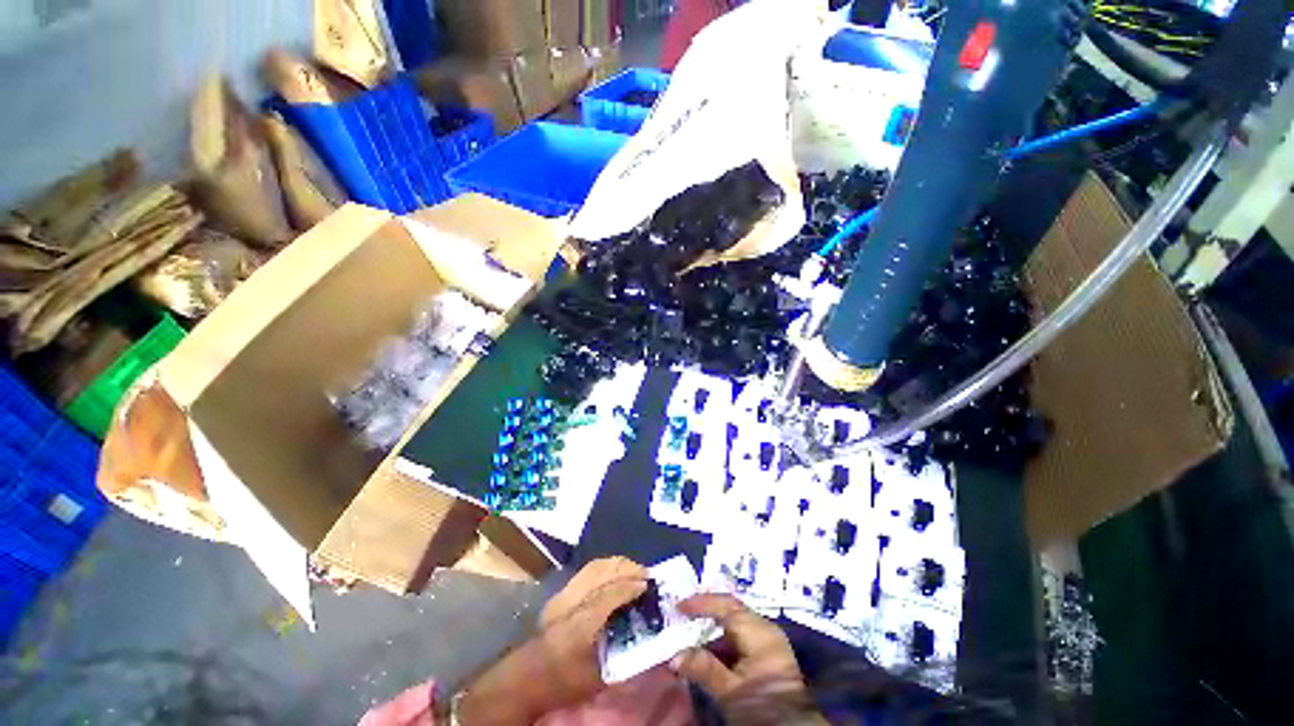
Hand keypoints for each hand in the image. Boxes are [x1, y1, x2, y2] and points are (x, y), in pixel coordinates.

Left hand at [455, 558, 648, 724]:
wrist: (525, 677)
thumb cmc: (562, 682)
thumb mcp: (595, 679)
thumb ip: (622, 659)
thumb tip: (649, 647)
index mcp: (579, 624)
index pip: (609, 594)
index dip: (630, 586)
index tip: (648, 586)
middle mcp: (571, 602)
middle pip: (603, 572)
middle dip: (627, 569)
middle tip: (646, 574)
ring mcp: (564, 593)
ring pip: (595, 566)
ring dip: (618, 565)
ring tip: (635, 570)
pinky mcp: (561, 592)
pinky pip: (588, 570)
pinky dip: (606, 566)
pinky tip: (616, 572)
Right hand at [670, 594, 825, 724]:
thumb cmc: (763, 708)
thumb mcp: (731, 692)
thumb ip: (704, 669)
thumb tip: (675, 656)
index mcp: (758, 631)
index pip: (726, 606)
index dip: (701, 603)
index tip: (678, 606)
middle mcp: (765, 628)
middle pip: (731, 610)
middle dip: (707, 609)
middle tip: (683, 611)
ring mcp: (769, 640)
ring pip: (736, 624)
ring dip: (714, 628)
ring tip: (691, 633)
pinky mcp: (769, 654)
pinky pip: (742, 637)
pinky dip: (723, 641)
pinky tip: (710, 652)